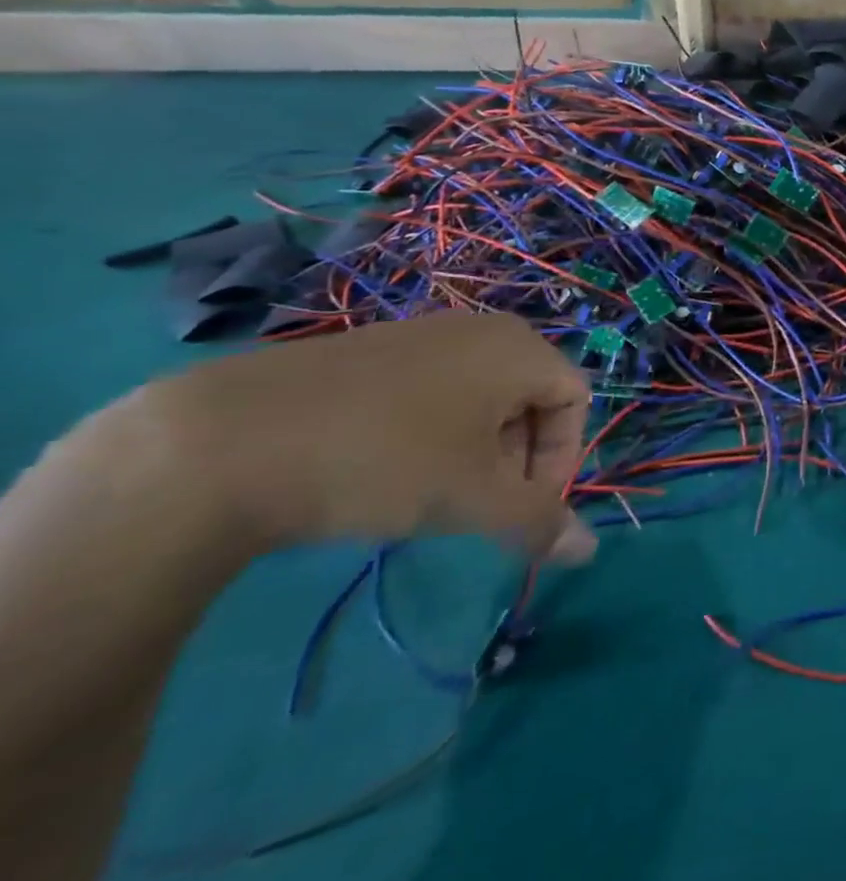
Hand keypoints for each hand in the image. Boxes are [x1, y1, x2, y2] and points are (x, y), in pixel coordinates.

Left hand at [133, 311, 595, 562]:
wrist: (222, 441)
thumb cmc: (385, 460)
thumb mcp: (472, 500)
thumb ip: (538, 522)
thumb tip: (588, 551)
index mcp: (519, 347)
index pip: (575, 399)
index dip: (562, 458)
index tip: (523, 508)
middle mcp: (481, 329)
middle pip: (529, 396)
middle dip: (516, 458)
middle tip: (477, 506)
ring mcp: (421, 334)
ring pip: (478, 396)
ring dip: (473, 450)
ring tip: (426, 494)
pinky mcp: (368, 350)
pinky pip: (428, 390)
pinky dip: (427, 432)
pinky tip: (380, 469)